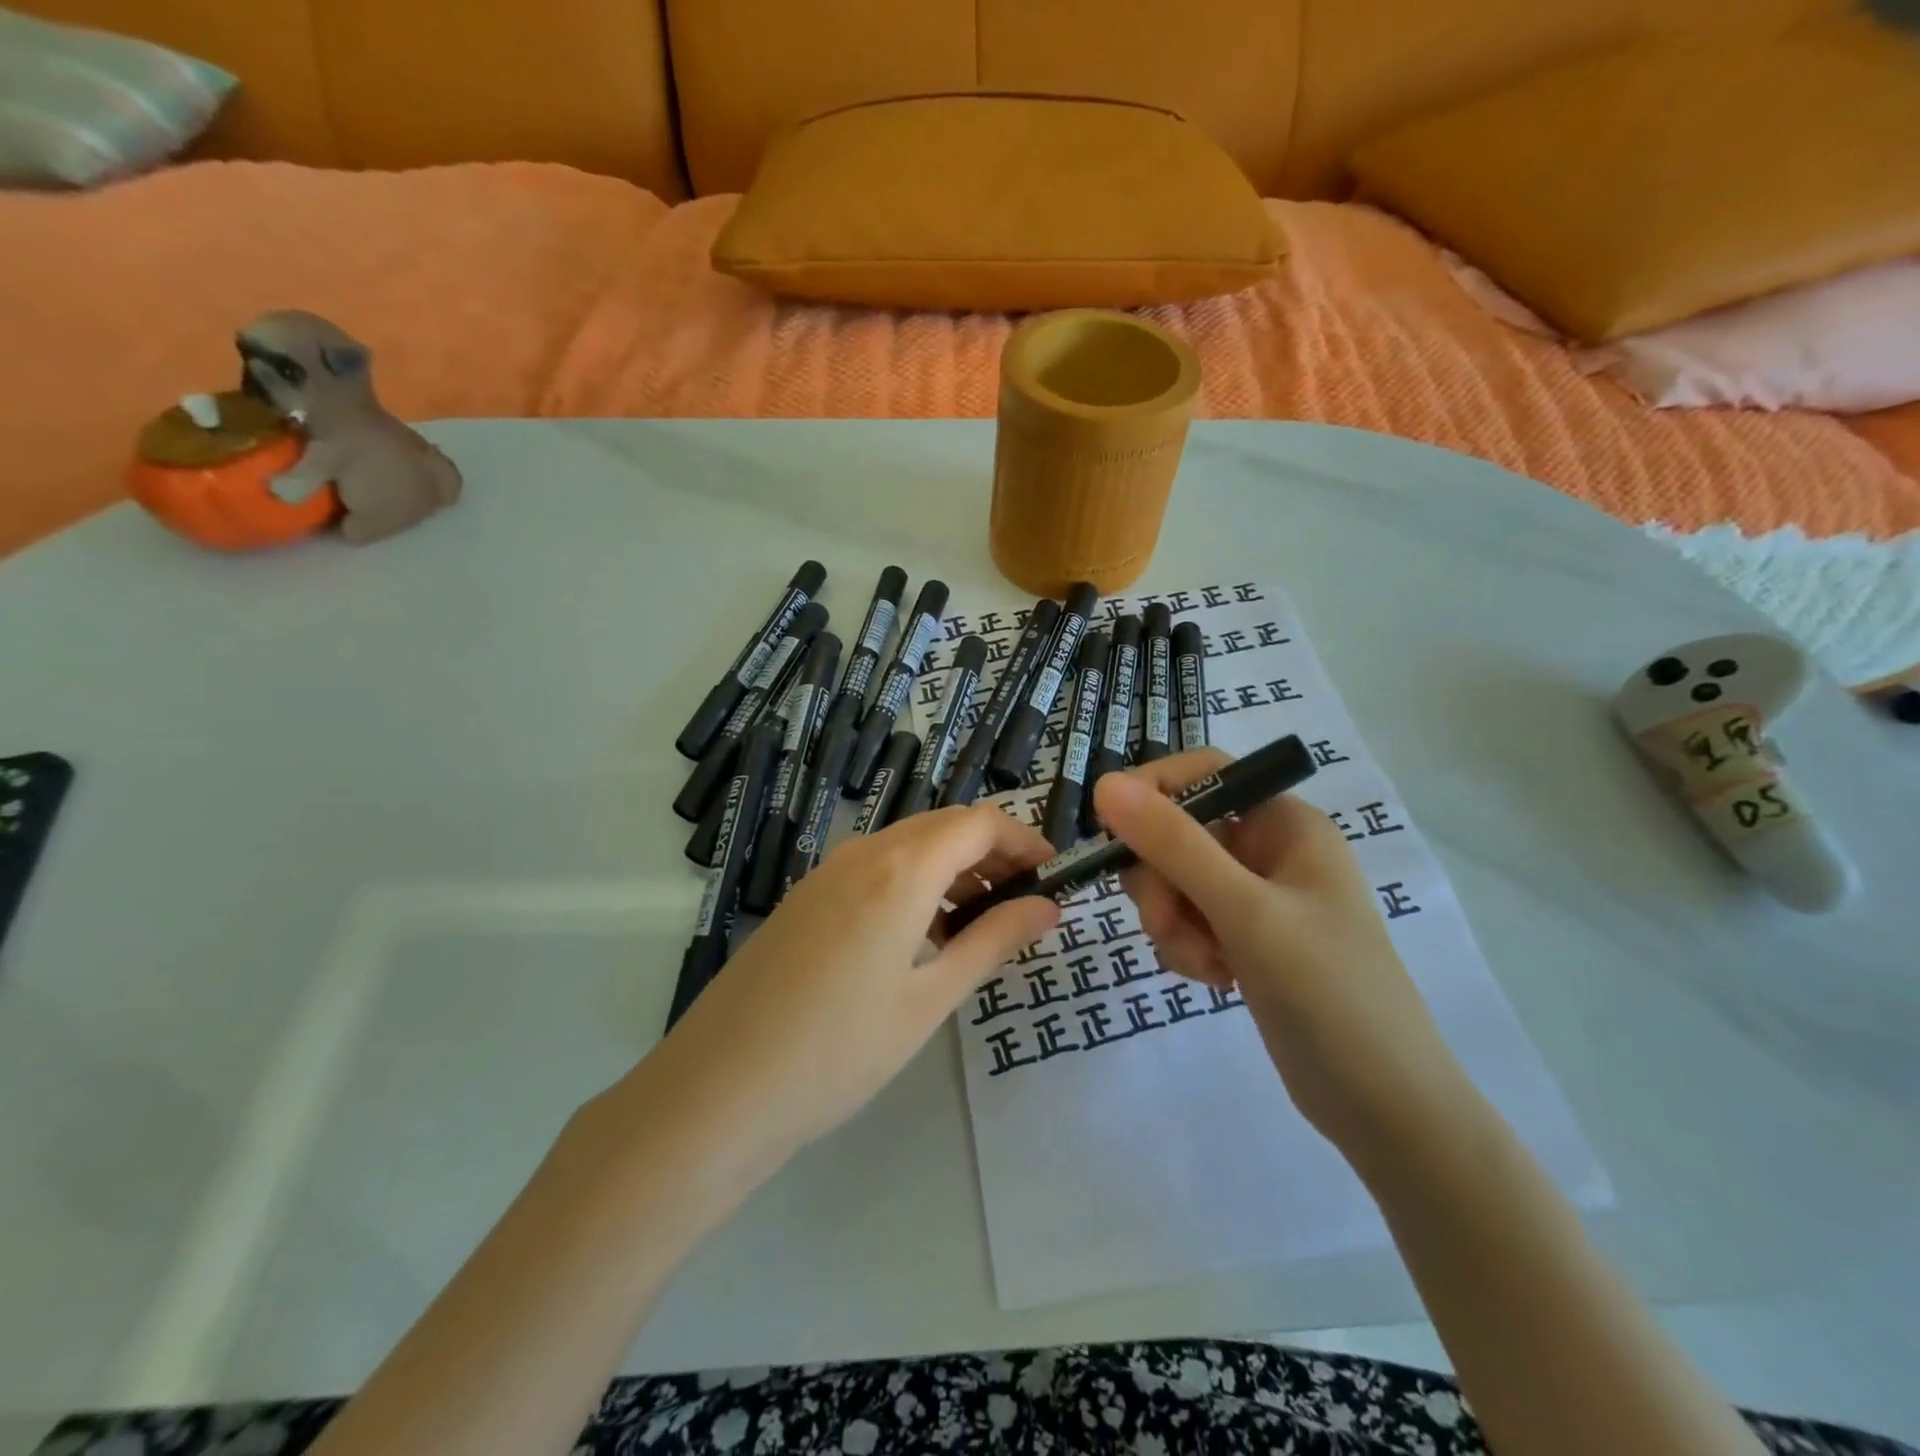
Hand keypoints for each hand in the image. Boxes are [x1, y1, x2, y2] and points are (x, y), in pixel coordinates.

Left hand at [629, 806, 1059, 1184]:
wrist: (718, 1090)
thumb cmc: (839, 1050)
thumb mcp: (929, 999)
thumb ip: (992, 942)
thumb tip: (1046, 908)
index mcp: (900, 869)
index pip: (980, 823)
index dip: (1024, 839)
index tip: (1053, 874)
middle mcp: (862, 853)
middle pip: (944, 827)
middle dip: (992, 853)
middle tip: (1024, 901)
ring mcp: (826, 873)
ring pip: (908, 846)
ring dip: (952, 868)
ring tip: (979, 923)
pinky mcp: (805, 898)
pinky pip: (875, 868)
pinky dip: (914, 882)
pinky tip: (921, 935)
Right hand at [1095, 751, 1463, 1148]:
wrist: (1383, 1107)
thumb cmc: (1328, 993)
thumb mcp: (1246, 912)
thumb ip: (1174, 845)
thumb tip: (1105, 784)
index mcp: (1285, 823)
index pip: (1203, 772)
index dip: (1151, 790)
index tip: (1109, 830)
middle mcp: (1268, 849)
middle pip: (1178, 831)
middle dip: (1160, 879)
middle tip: (1167, 922)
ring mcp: (1255, 897)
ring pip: (1174, 880)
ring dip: (1172, 920)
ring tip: (1205, 964)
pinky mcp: (1243, 938)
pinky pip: (1186, 920)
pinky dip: (1186, 946)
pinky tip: (1215, 979)